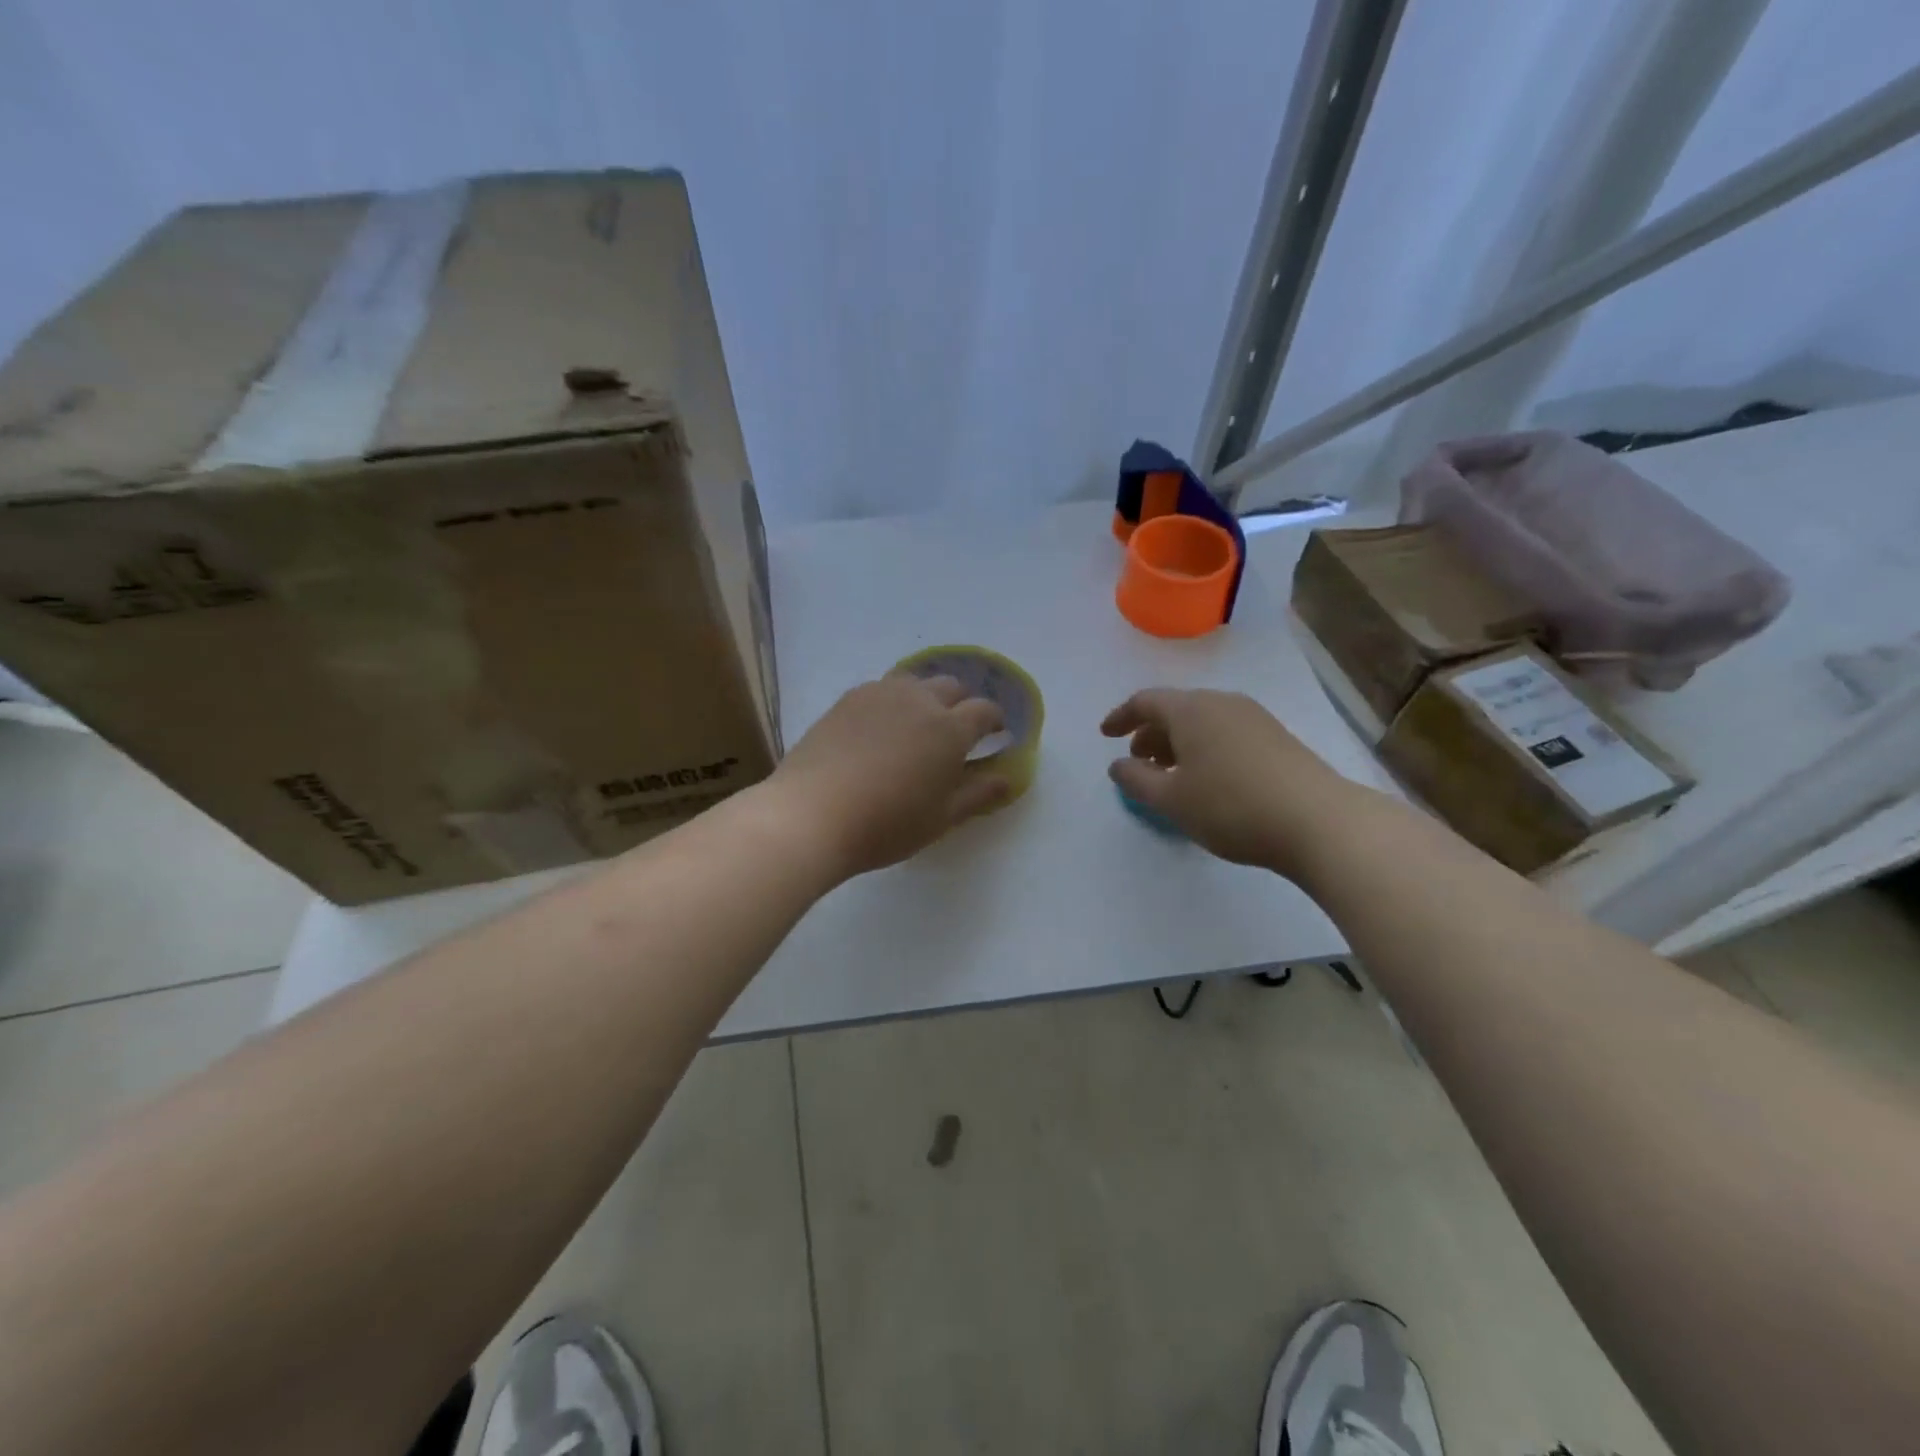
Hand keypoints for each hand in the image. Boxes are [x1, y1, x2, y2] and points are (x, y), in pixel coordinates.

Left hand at [770, 673, 1008, 877]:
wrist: (812, 814)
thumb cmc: (886, 824)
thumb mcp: (941, 818)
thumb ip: (978, 793)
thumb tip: (1008, 778)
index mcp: (950, 728)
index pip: (985, 710)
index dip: (995, 719)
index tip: (996, 733)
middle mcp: (920, 700)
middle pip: (952, 686)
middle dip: (963, 703)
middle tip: (959, 730)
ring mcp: (880, 694)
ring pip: (915, 681)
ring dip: (927, 695)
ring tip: (919, 722)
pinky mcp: (848, 699)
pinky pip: (882, 687)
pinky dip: (894, 700)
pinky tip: (882, 725)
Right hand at [1101, 688, 1357, 874]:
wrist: (1318, 821)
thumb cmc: (1231, 806)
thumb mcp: (1172, 799)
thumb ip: (1136, 780)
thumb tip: (1119, 765)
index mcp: (1192, 709)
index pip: (1145, 701)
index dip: (1120, 717)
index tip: (1105, 735)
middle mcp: (1222, 703)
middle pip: (1176, 709)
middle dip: (1150, 733)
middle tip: (1137, 761)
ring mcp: (1254, 718)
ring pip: (1202, 722)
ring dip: (1178, 743)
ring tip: (1170, 774)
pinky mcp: (1276, 738)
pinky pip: (1225, 733)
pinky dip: (1204, 749)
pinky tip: (1207, 780)